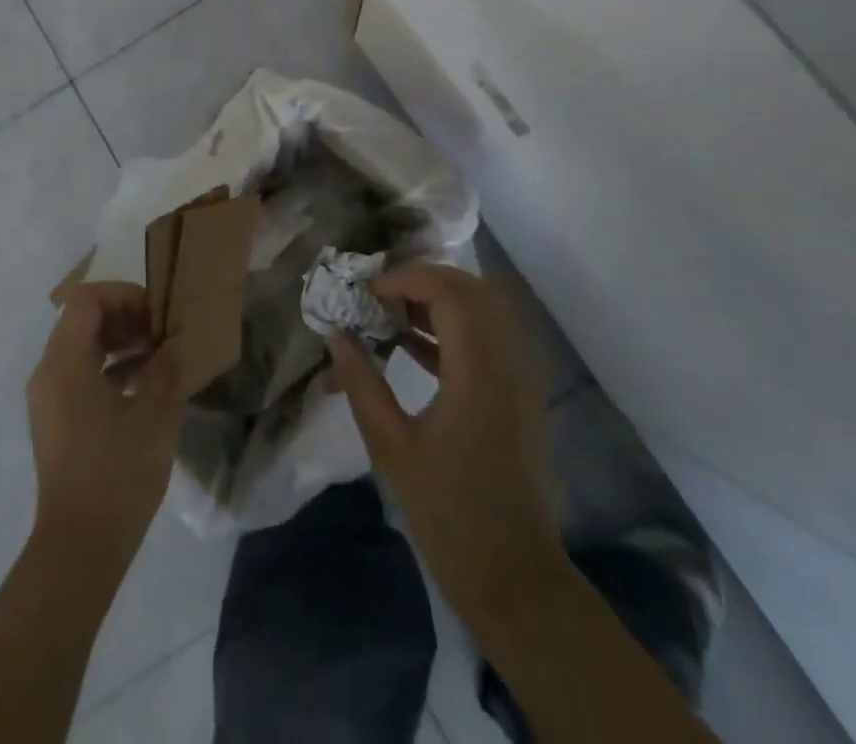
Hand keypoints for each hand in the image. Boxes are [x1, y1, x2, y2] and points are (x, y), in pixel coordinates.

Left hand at [27, 282, 183, 560]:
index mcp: (64, 363)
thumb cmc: (117, 475)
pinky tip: (143, 386)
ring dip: (119, 342)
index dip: (123, 296)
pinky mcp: (56, 420)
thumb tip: (174, 342)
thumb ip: (165, 369)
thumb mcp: (154, 417)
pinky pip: (79, 374)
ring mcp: (48, 398)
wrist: (79, 549)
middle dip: (124, 317)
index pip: (86, 300)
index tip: (156, 316)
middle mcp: (48, 372)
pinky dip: (109, 368)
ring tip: (158, 356)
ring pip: (81, 347)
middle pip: (82, 320)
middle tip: (160, 334)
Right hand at [327, 264, 560, 632]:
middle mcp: (509, 362)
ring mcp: (520, 378)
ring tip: (390, 315)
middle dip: (423, 281)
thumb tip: (335, 334)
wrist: (515, 576)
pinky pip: (488, 338)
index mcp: (479, 372)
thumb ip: (362, 383)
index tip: (367, 293)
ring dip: (438, 301)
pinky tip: (411, 345)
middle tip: (380, 298)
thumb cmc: (449, 513)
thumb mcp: (392, 447)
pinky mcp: (519, 394)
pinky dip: (452, 328)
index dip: (407, 279)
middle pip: (473, 290)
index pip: (450, 292)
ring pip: (484, 310)